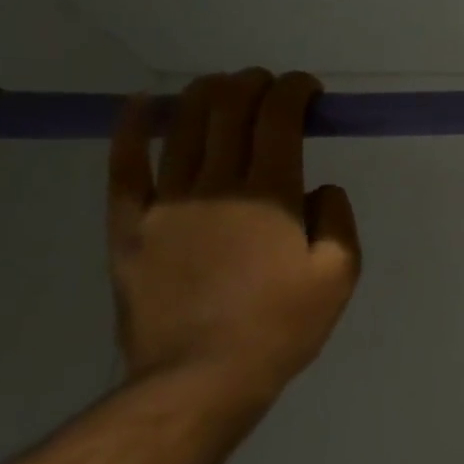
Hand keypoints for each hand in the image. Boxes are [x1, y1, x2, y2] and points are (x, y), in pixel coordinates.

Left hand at [107, 69, 360, 405]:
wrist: (201, 379)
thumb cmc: (282, 325)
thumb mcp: (339, 274)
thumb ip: (337, 218)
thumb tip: (319, 188)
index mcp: (271, 194)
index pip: (279, 118)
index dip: (294, 91)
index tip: (308, 90)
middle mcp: (217, 185)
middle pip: (228, 110)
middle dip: (253, 84)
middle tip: (270, 86)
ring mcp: (166, 204)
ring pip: (180, 127)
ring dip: (205, 95)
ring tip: (223, 87)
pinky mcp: (129, 227)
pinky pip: (123, 168)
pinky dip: (129, 129)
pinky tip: (139, 104)